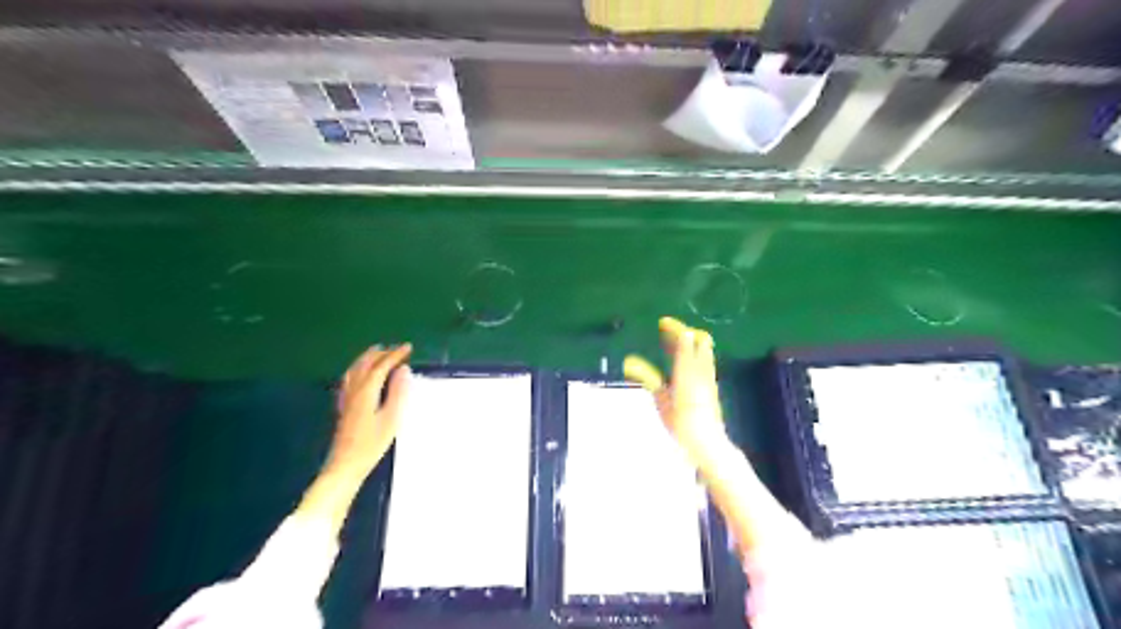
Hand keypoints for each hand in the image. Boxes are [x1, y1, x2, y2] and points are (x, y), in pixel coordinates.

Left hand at [330, 347, 411, 472]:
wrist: (345, 465)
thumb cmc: (371, 444)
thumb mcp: (391, 418)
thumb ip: (397, 392)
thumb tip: (403, 369)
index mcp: (366, 391)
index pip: (381, 366)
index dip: (395, 355)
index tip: (408, 347)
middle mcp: (354, 390)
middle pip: (365, 364)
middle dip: (380, 353)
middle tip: (396, 349)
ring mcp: (346, 398)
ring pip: (354, 370)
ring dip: (367, 358)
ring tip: (377, 352)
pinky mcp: (344, 407)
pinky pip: (349, 379)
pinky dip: (358, 369)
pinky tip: (360, 375)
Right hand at [621, 320, 727, 461]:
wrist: (707, 441)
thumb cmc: (680, 422)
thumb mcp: (661, 399)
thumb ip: (647, 377)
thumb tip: (628, 362)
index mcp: (687, 370)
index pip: (684, 340)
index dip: (674, 328)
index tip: (663, 323)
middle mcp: (701, 369)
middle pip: (701, 340)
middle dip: (686, 332)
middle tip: (669, 332)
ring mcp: (709, 377)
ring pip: (705, 351)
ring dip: (691, 343)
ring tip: (675, 344)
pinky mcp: (712, 386)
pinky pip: (706, 361)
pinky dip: (695, 355)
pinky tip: (684, 363)